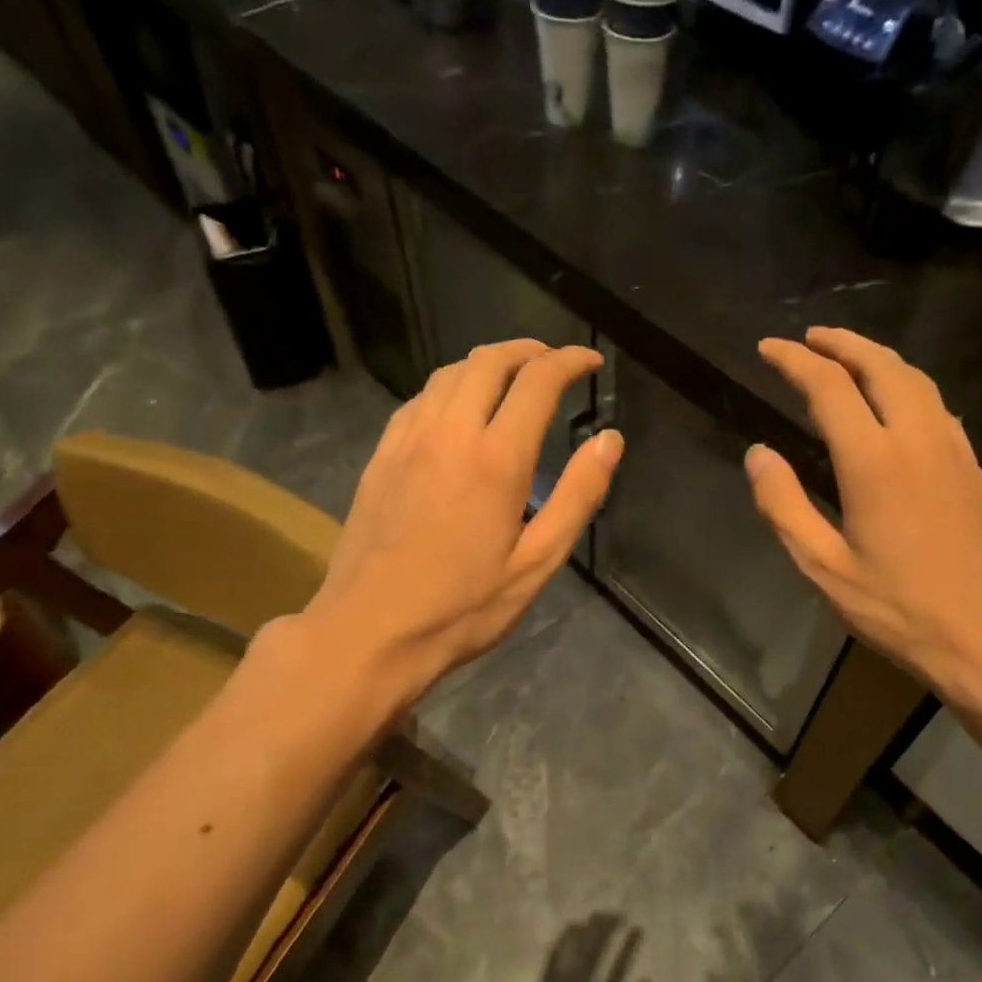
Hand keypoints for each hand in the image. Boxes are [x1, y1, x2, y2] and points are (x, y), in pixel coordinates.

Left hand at [302, 340, 620, 702]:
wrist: (371, 631)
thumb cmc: (464, 606)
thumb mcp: (537, 562)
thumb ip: (579, 496)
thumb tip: (610, 440)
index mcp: (495, 459)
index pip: (537, 381)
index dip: (569, 361)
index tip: (591, 362)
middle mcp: (449, 433)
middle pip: (488, 361)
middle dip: (529, 351)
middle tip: (555, 363)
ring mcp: (407, 440)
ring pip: (449, 373)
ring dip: (488, 363)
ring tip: (513, 379)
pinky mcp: (381, 456)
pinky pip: (419, 399)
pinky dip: (450, 387)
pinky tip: (459, 411)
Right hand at [745, 326, 981, 710]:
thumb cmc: (897, 609)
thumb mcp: (823, 568)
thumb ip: (784, 506)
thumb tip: (758, 454)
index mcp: (874, 461)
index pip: (829, 387)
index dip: (794, 361)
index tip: (768, 348)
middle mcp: (918, 439)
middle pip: (881, 366)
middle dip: (842, 343)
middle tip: (809, 339)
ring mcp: (954, 450)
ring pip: (916, 379)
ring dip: (877, 358)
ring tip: (848, 358)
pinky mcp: (974, 467)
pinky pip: (937, 405)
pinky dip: (907, 385)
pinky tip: (896, 403)